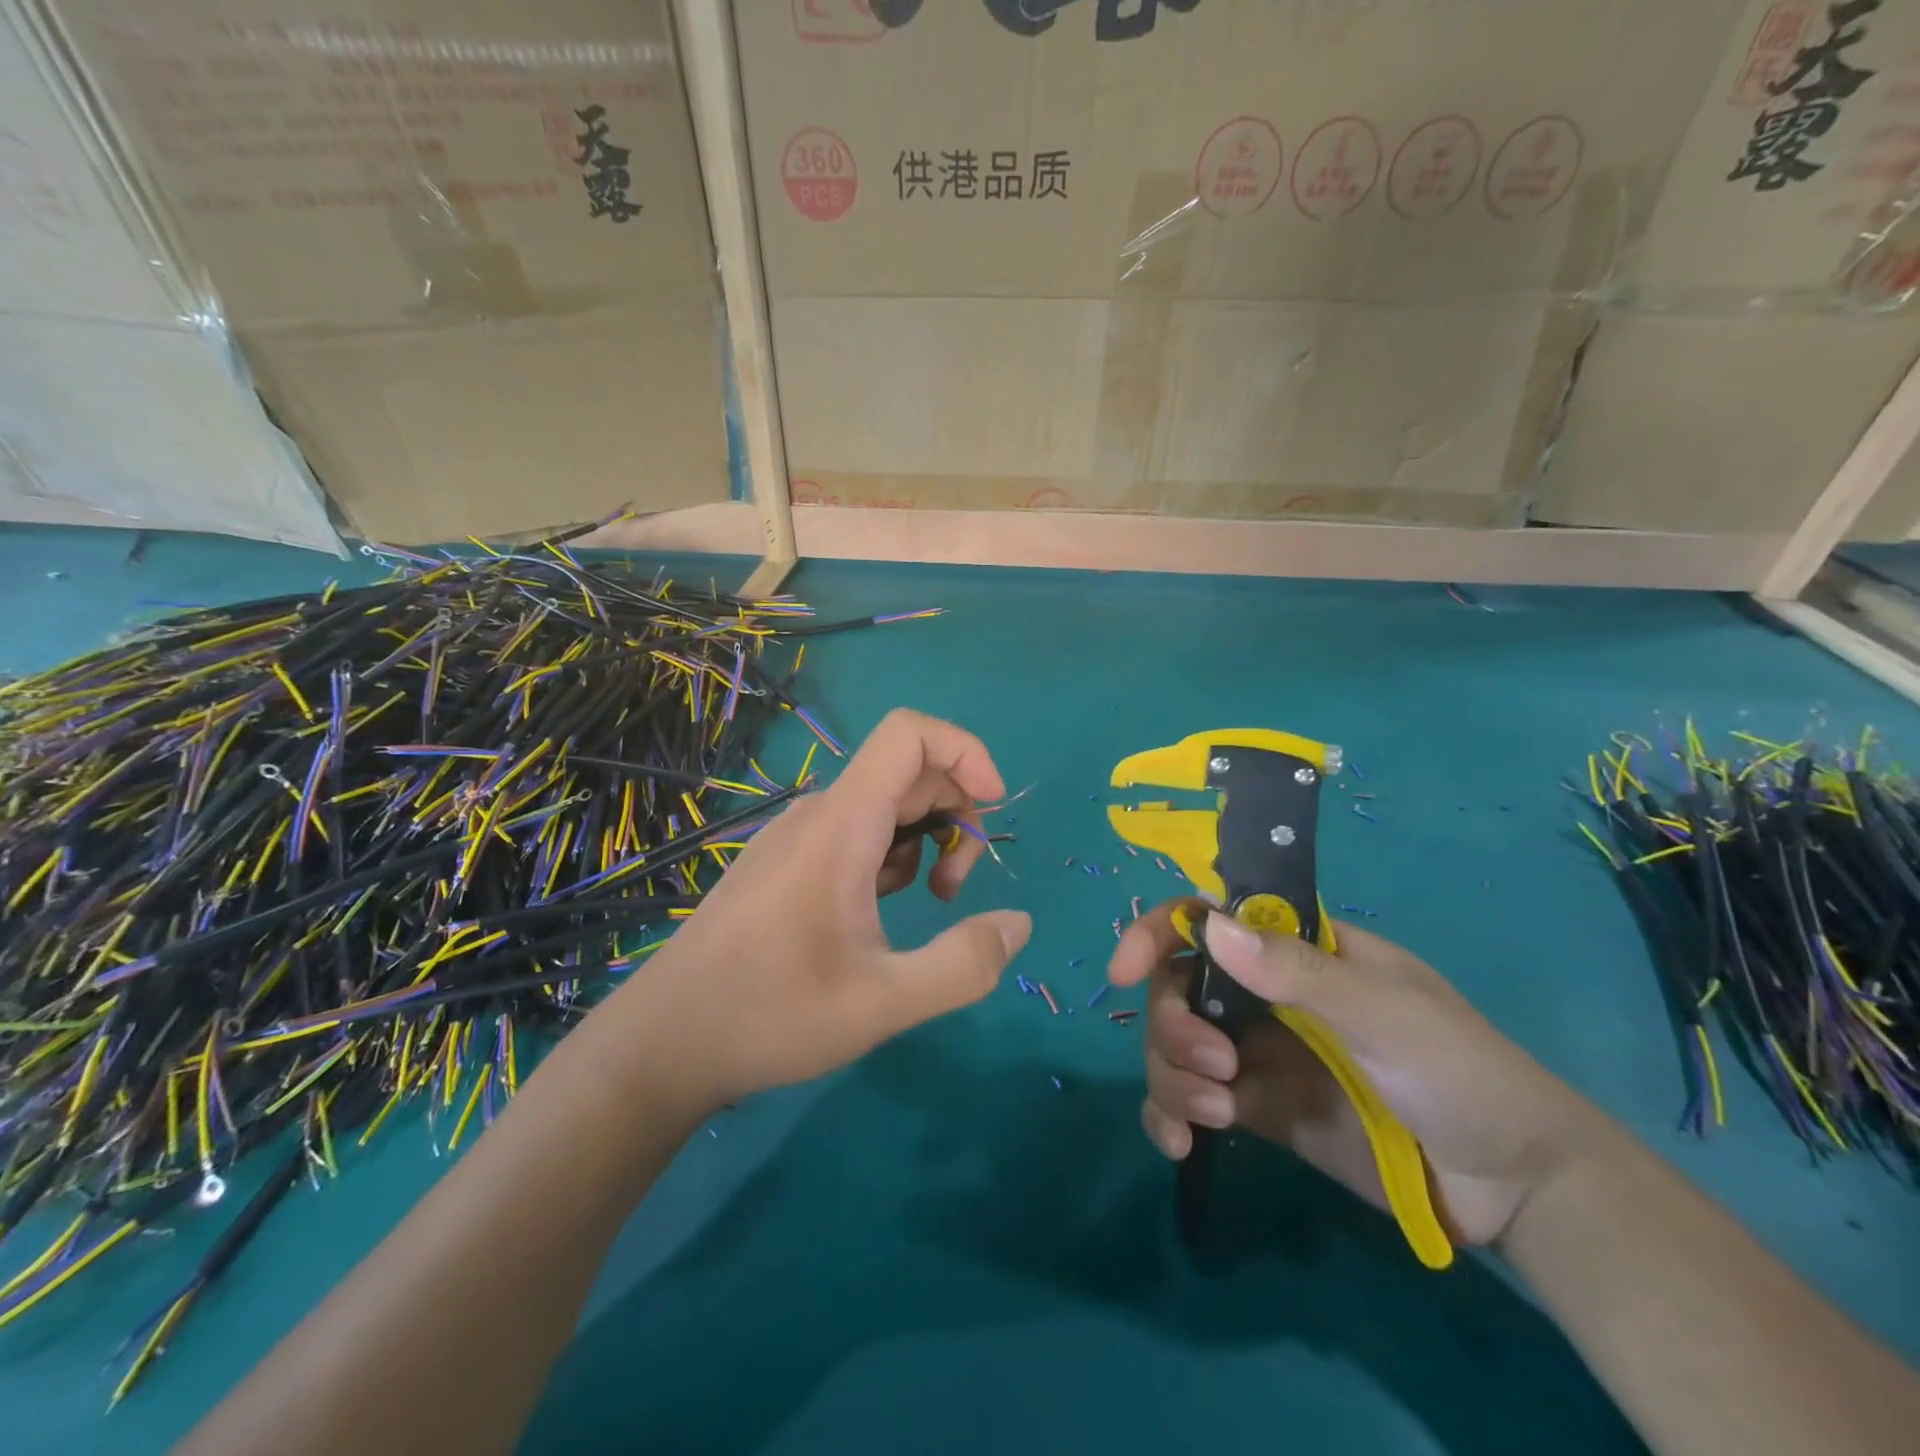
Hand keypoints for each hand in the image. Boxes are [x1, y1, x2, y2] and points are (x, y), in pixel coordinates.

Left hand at [611, 709, 1031, 1109]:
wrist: (663, 1042)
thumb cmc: (771, 1015)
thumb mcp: (885, 1001)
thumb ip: (964, 963)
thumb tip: (1019, 923)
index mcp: (843, 824)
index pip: (910, 734)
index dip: (965, 751)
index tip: (993, 807)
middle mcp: (818, 814)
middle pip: (907, 772)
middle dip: (954, 816)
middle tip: (956, 890)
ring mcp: (796, 837)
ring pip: (881, 806)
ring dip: (923, 841)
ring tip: (924, 905)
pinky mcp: (784, 862)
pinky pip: (853, 834)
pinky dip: (888, 857)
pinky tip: (877, 915)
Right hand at [1110, 904, 1595, 1246]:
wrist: (1512, 1186)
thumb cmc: (1461, 1072)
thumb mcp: (1388, 1014)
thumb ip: (1301, 973)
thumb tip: (1210, 928)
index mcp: (1294, 951)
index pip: (1208, 919)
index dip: (1158, 933)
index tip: (1126, 970)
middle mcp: (1263, 993)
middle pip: (1176, 987)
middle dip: (1172, 1025)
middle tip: (1213, 1068)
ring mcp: (1255, 1052)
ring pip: (1172, 1044)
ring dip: (1170, 1074)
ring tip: (1214, 1115)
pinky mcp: (1255, 1108)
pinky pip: (1187, 1100)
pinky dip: (1168, 1116)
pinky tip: (1180, 1145)